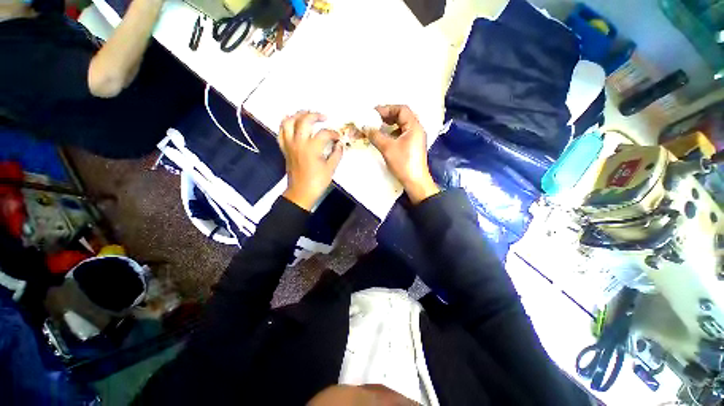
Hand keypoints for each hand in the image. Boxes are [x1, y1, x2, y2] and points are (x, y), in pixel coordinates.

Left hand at [279, 112, 343, 210]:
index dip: (333, 133)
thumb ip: (337, 154)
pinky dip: (285, 124)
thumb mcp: (331, 168)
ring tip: (307, 114)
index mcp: (312, 148)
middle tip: (324, 117)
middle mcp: (299, 142)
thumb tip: (340, 144)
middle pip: (305, 120)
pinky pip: (281, 132)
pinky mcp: (285, 149)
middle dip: (315, 115)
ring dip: (298, 115)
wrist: (301, 192)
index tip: (338, 137)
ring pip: (289, 122)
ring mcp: (289, 145)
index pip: (324, 133)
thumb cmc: (317, 182)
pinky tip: (291, 121)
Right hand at [368, 105, 439, 203]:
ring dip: (390, 124)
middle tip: (375, 119)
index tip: (374, 113)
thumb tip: (365, 127)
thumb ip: (376, 135)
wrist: (415, 182)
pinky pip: (403, 133)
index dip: (387, 108)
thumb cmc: (403, 163)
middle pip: (403, 116)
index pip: (402, 109)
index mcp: (414, 126)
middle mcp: (417, 129)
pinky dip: (393, 132)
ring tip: (379, 126)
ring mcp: (416, 138)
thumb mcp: (387, 148)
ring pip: (403, 125)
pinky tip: (385, 137)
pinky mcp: (413, 146)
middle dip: (388, 115)